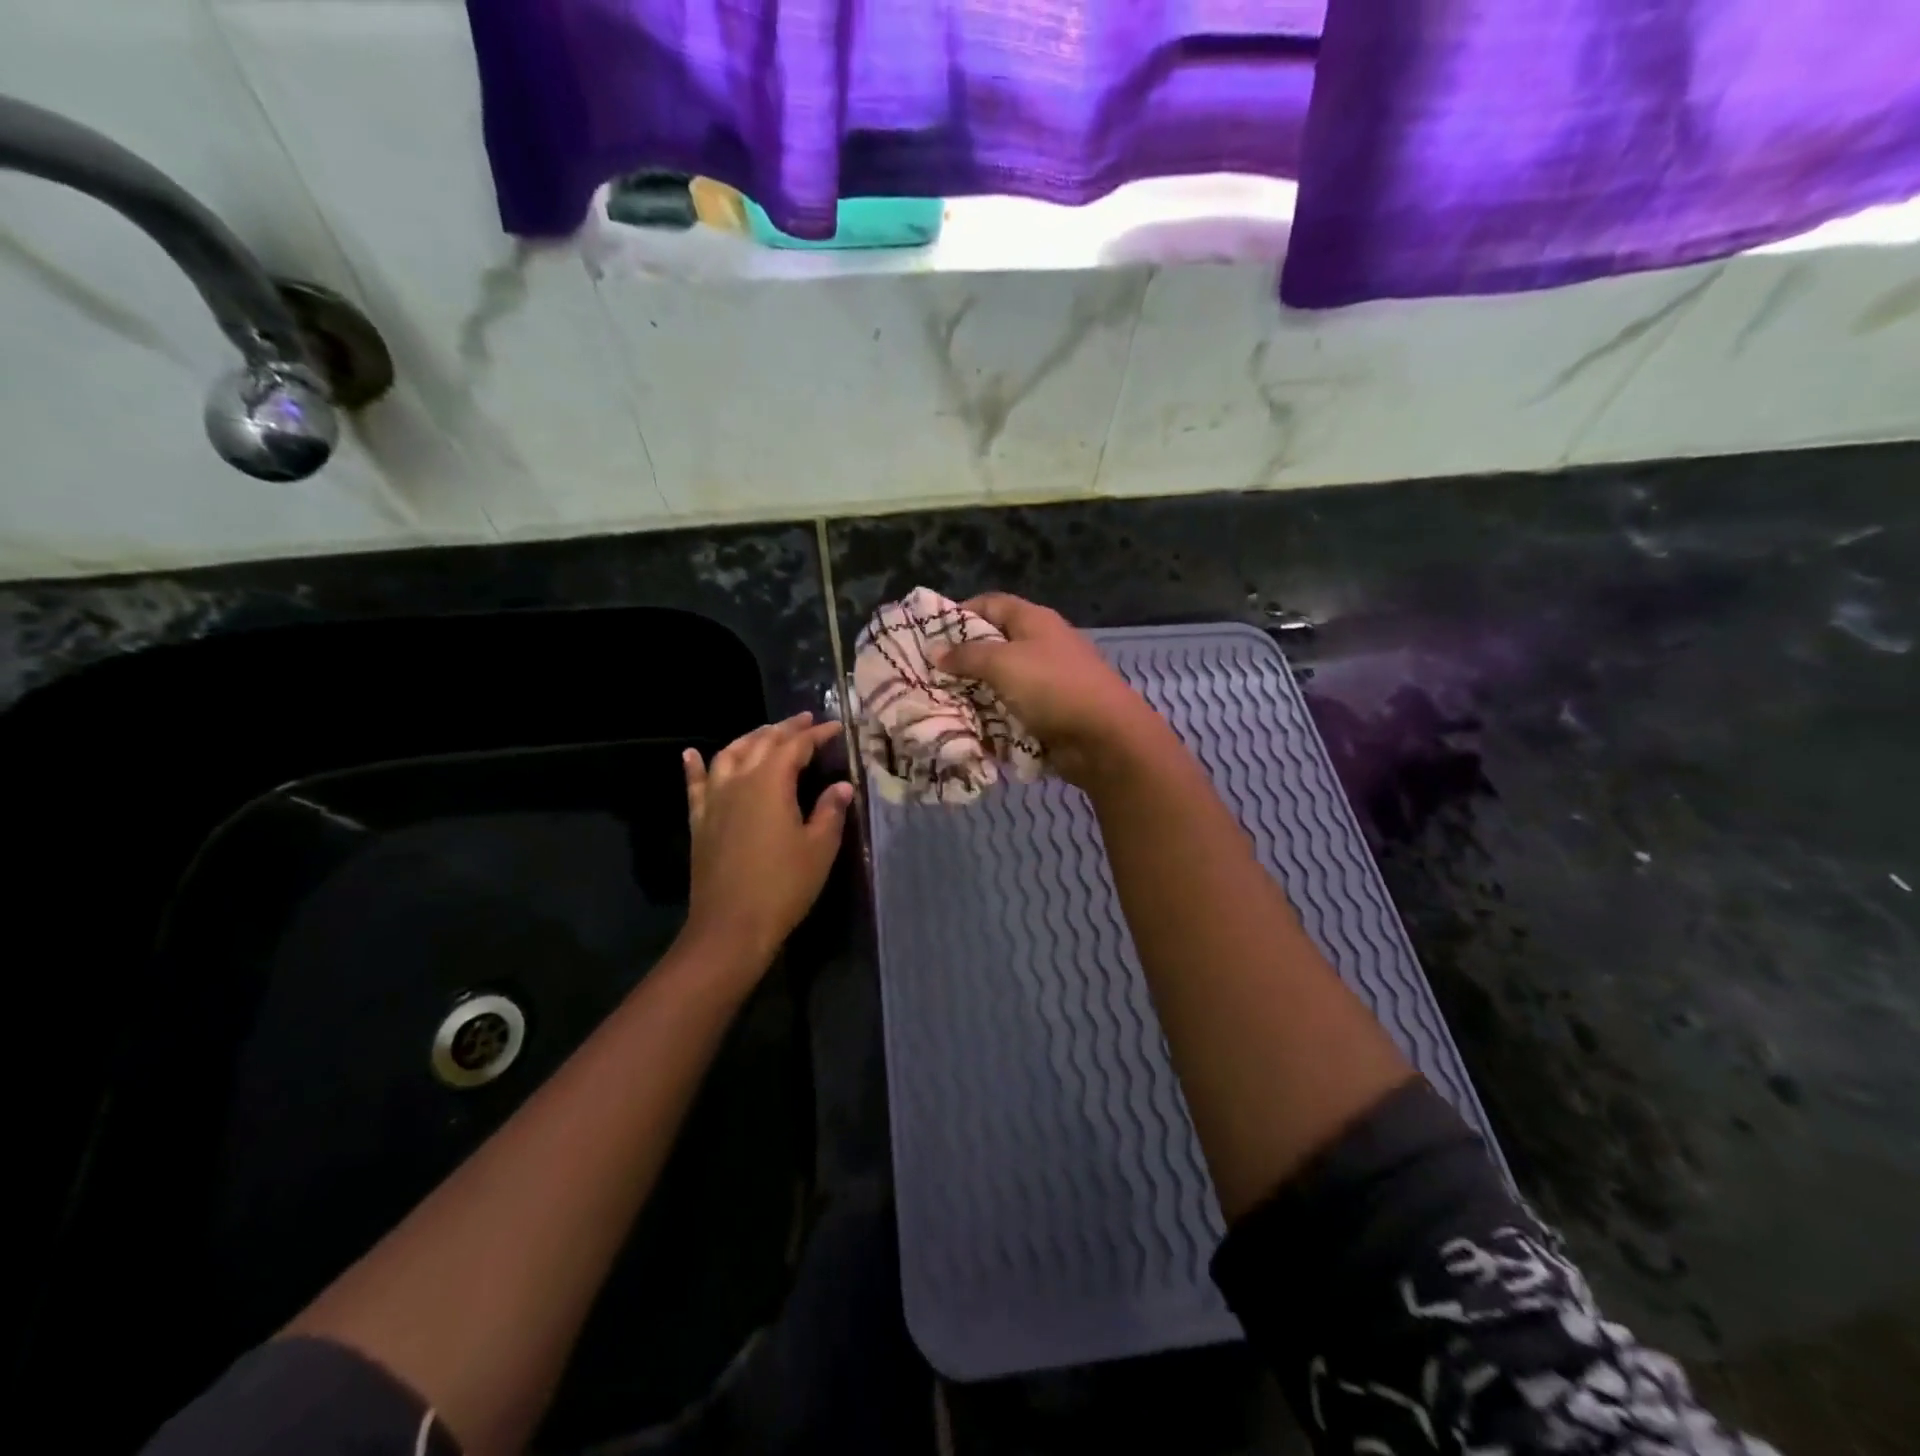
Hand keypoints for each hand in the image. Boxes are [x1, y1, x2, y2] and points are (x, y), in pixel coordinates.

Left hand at [681, 713, 853, 969]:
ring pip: (729, 754)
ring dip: (749, 739)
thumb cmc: (783, 886)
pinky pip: (696, 784)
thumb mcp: (819, 848)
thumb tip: (841, 786)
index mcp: (771, 783)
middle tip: (805, 721)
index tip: (835, 727)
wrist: (731, 926)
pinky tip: (692, 754)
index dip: (817, 735)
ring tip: (765, 733)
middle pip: (762, 743)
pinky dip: (695, 766)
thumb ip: (830, 811)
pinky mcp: (699, 820)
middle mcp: (739, 781)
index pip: (796, 747)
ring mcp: (714, 800)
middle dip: (785, 729)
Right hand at [938, 593, 1168, 785]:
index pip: (991, 604)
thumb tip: (936, 651)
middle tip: (928, 675)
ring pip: (1000, 682)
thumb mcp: (1003, 664)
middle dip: (962, 661)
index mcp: (1034, 621)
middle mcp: (1041, 646)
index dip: (959, 613)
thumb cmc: (1053, 688)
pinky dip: (992, 719)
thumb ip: (967, 655)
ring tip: (940, 704)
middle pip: (994, 645)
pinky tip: (968, 728)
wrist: (1105, 738)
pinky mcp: (1049, 713)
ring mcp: (1047, 681)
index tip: (930, 634)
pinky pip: (1012, 711)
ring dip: (974, 694)